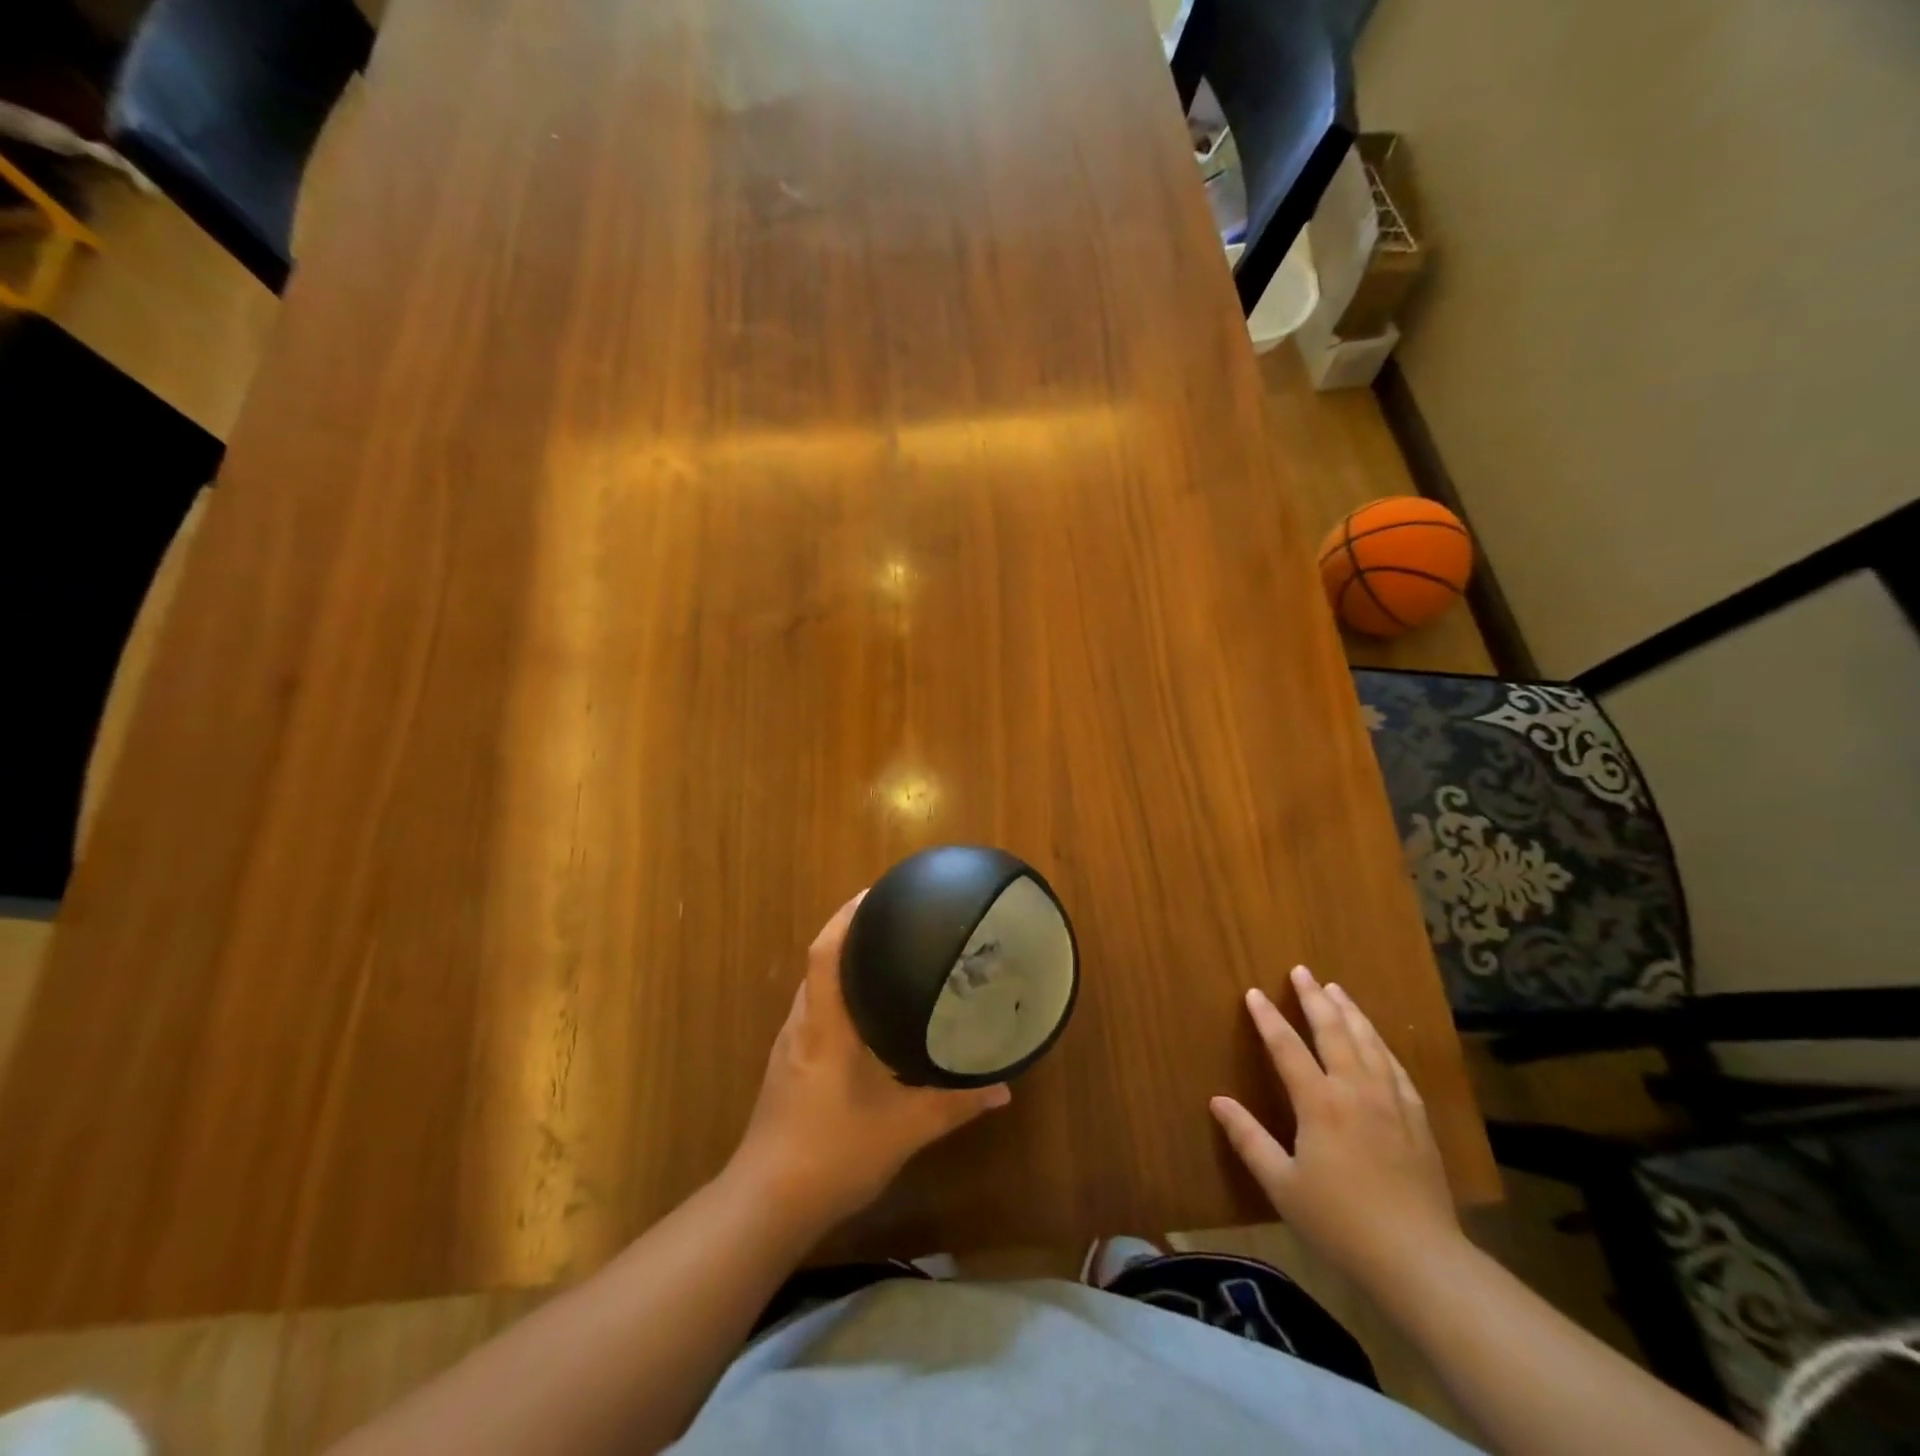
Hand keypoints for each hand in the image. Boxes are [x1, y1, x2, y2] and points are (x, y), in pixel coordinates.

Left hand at [732, 891, 1011, 1229]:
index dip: (847, 916)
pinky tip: (864, 1017)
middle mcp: (801, 1025)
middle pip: (819, 962)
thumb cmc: (831, 1154)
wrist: (763, 1206)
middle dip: (850, 934)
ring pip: (814, 989)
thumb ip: (954, 1104)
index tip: (875, 892)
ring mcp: (789, 1046)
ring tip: (885, 959)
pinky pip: (813, 1013)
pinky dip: (836, 997)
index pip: (826, 952)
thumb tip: (1004, 1088)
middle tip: (895, 923)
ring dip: (842, 966)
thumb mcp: (903, 1129)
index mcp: (825, 1025)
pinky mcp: (786, 1068)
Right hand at [1209, 964, 1463, 1292]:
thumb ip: (1248, 1139)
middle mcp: (1355, 1090)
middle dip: (1314, 999)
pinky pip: (1397, 1068)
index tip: (1254, 992)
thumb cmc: (1340, 1222)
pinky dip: (1381, 1045)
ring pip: (1369, 1043)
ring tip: (1337, 989)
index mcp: (1319, 1102)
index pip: (1287, 1047)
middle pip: (1333, 1032)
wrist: (1419, 1259)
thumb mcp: (1282, 1185)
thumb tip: (1217, 1101)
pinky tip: (1377, 1040)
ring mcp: (1391, 1102)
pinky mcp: (1417, 1120)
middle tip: (1302, 971)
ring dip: (1350, 1012)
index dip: (1268, 1018)